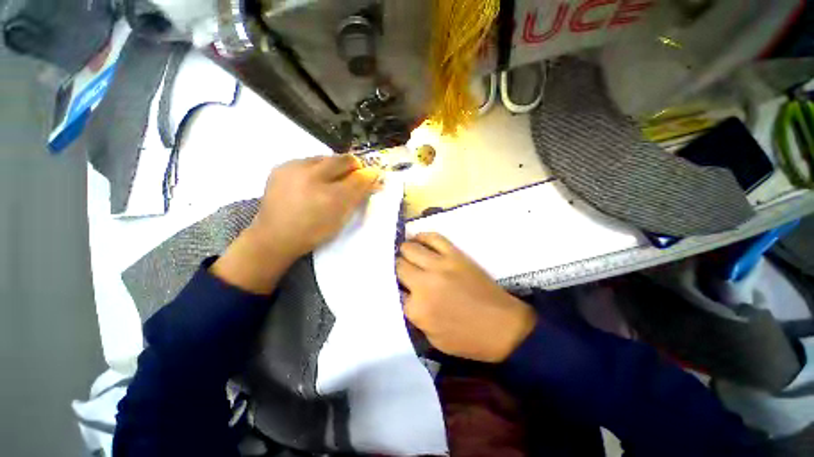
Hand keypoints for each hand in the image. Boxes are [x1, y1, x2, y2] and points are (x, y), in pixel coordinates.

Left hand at [212, 155, 379, 293]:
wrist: (275, 236)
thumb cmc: (314, 231)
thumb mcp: (341, 218)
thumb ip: (358, 197)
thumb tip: (372, 179)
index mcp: (331, 197)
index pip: (359, 177)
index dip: (369, 175)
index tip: (373, 176)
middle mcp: (313, 177)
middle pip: (343, 159)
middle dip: (353, 166)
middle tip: (354, 176)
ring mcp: (294, 169)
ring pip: (325, 158)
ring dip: (334, 166)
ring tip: (331, 180)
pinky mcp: (281, 166)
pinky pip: (307, 161)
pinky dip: (316, 168)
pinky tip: (312, 181)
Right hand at [397, 233, 536, 362]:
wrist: (503, 327)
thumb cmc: (468, 339)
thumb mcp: (433, 338)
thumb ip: (414, 315)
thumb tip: (406, 295)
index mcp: (417, 309)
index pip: (394, 291)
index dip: (395, 288)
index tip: (398, 287)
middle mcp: (424, 283)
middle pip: (398, 266)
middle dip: (396, 269)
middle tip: (401, 271)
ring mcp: (440, 265)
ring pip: (410, 248)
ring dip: (405, 251)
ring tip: (407, 254)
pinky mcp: (455, 255)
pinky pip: (434, 237)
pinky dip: (422, 237)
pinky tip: (419, 240)